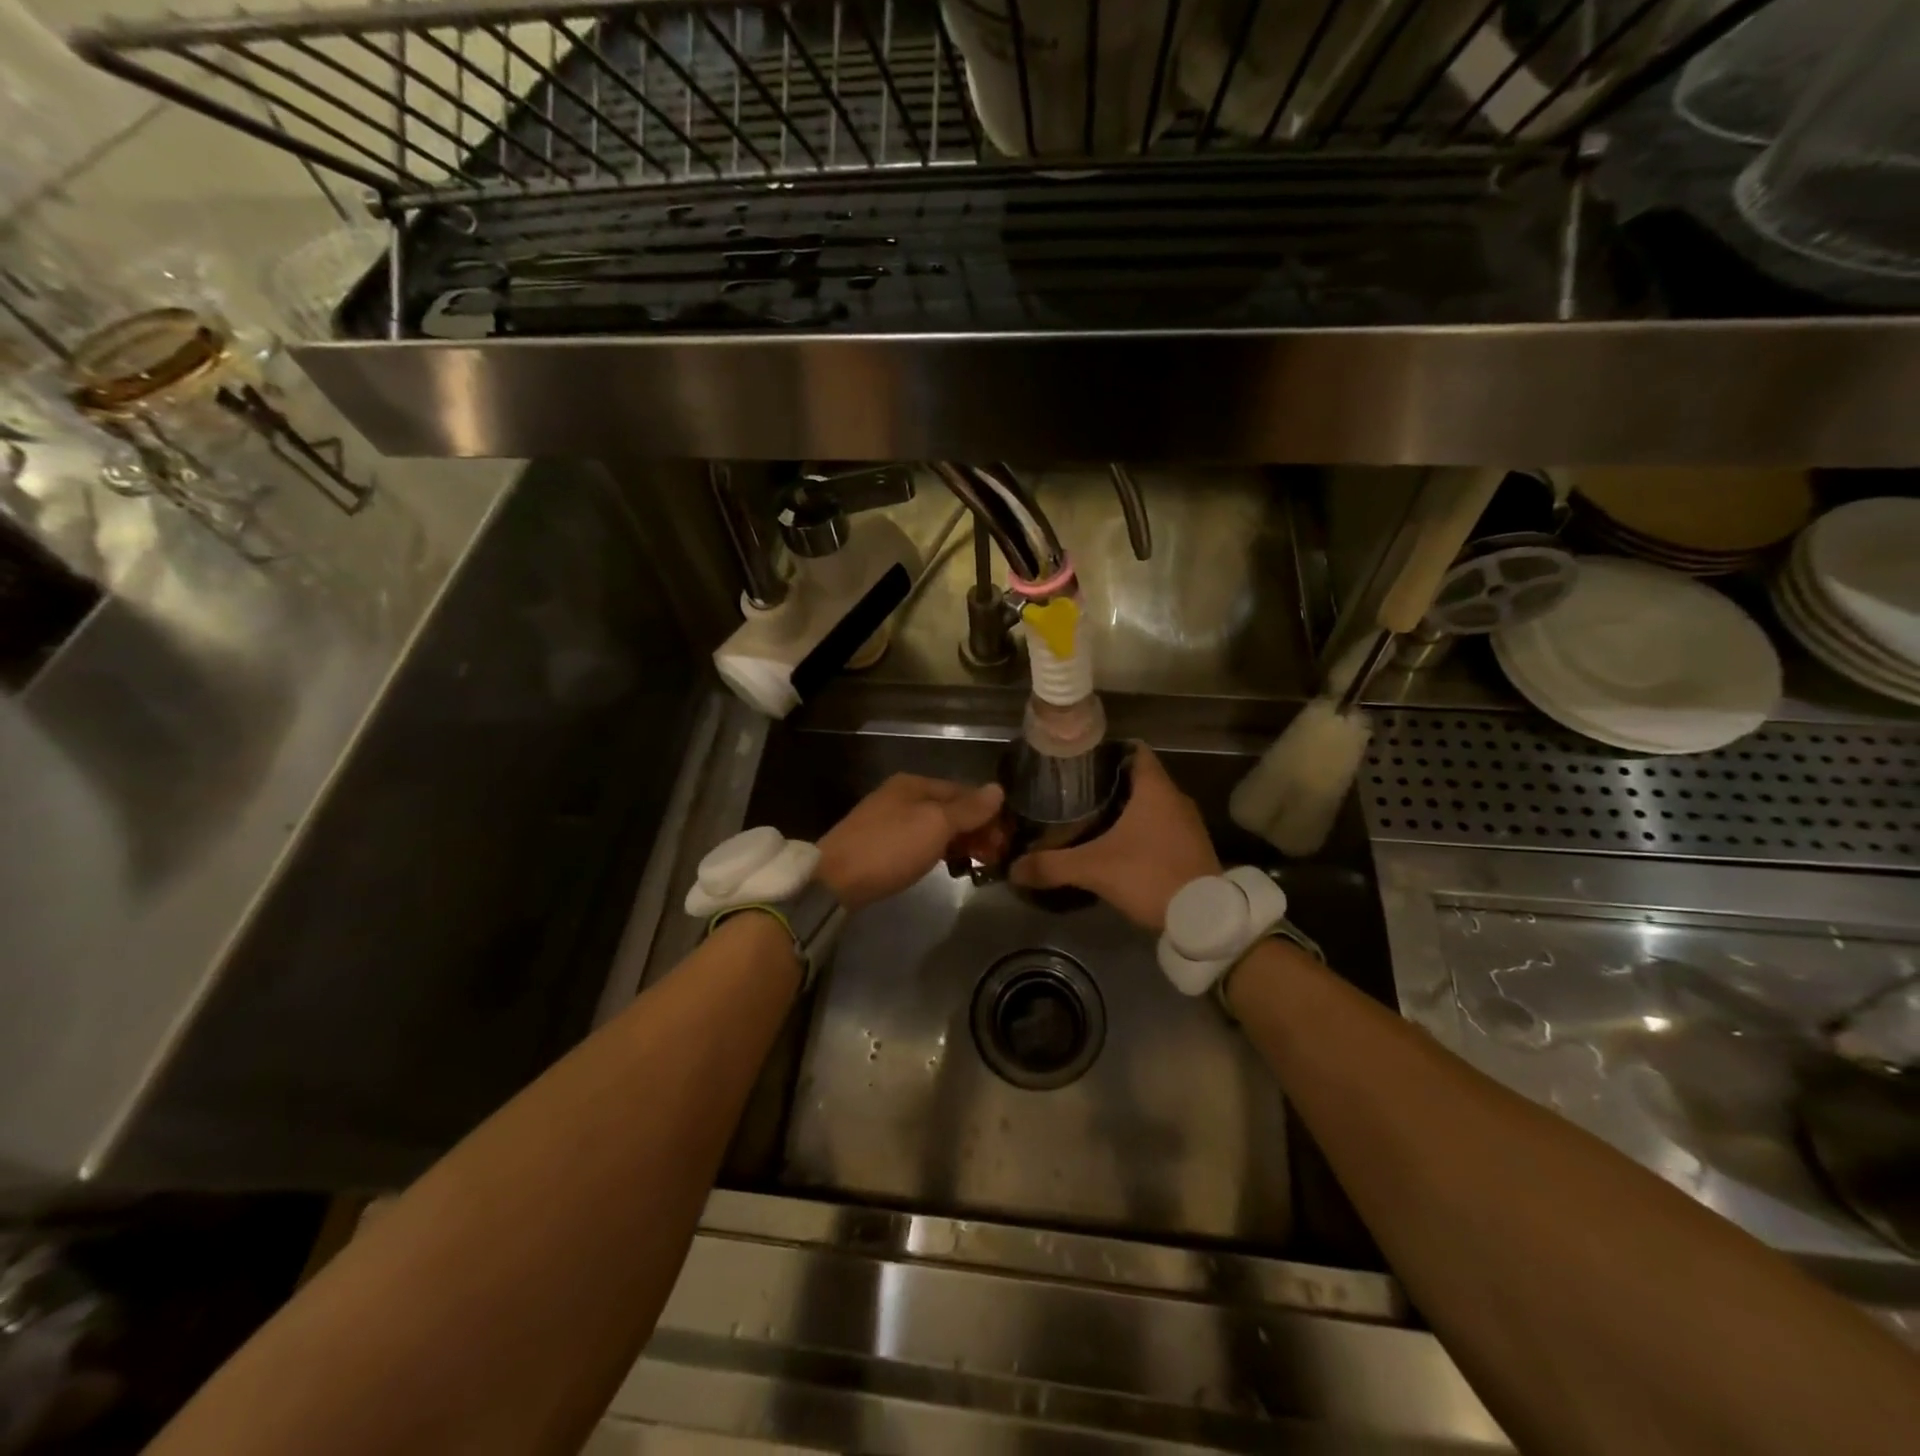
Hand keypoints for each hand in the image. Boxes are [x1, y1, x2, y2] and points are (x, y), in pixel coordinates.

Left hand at [817, 774, 1004, 911]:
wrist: (835, 881)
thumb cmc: (890, 848)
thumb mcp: (935, 825)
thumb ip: (968, 809)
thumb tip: (999, 789)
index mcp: (915, 784)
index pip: (964, 791)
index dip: (988, 813)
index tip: (1006, 840)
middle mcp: (902, 796)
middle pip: (950, 808)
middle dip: (976, 830)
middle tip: (994, 857)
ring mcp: (889, 820)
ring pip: (936, 827)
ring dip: (960, 842)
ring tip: (976, 865)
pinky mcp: (881, 845)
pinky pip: (921, 842)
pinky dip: (939, 852)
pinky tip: (947, 868)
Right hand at [1010, 746, 1219, 930]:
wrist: (1204, 917)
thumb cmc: (1150, 875)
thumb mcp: (1094, 869)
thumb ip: (1052, 865)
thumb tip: (1013, 868)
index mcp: (1155, 788)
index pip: (1133, 750)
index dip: (1106, 751)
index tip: (1079, 761)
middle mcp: (1175, 798)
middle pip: (1138, 776)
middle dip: (1108, 782)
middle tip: (1074, 791)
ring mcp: (1187, 823)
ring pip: (1150, 802)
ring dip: (1125, 806)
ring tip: (1090, 816)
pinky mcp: (1191, 846)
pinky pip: (1161, 824)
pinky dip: (1140, 828)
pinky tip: (1117, 844)